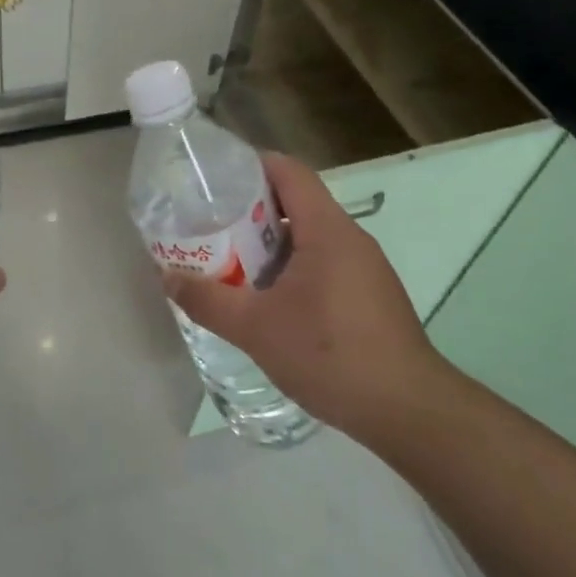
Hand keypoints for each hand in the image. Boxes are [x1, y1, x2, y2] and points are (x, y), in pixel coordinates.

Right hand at [161, 152, 449, 444]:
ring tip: (229, 262)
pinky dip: (291, 268)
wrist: (408, 411)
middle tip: (209, 226)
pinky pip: (323, 263)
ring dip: (268, 245)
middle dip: (249, 210)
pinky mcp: (370, 295)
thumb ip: (207, 300)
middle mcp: (350, 238)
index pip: (288, 172)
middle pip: (295, 202)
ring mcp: (365, 268)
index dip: (250, 165)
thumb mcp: (255, 328)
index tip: (213, 179)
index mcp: (326, 229)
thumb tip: (167, 277)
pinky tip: (268, 300)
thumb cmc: (330, 354)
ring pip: (308, 237)